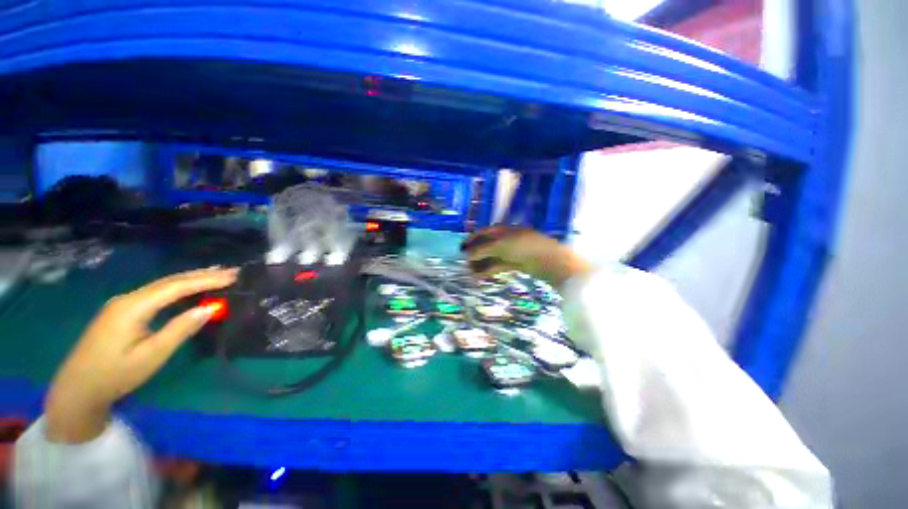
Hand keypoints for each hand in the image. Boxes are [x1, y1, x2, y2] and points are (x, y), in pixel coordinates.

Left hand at [45, 267, 238, 442]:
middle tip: (232, 271)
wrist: (78, 389)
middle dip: (202, 274)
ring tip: (217, 274)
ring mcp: (123, 303)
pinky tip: (188, 287)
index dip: (206, 280)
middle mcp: (128, 298)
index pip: (176, 286)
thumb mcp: (152, 355)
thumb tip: (210, 308)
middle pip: (169, 281)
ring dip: (191, 278)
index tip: (233, 276)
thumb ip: (180, 329)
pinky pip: (156, 293)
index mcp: (134, 306)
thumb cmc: (116, 374)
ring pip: (163, 285)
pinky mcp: (122, 311)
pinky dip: (178, 287)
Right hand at [461, 226, 591, 287]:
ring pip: (491, 257)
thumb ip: (482, 250)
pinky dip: (489, 270)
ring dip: (480, 264)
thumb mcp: (500, 245)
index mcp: (502, 230)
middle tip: (463, 264)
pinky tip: (480, 276)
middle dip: (475, 254)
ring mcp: (511, 252)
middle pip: (486, 245)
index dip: (471, 239)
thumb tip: (466, 255)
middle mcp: (506, 239)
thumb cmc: (524, 246)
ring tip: (469, 273)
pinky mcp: (516, 264)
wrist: (549, 260)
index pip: (483, 232)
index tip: (461, 248)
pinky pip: (498, 265)